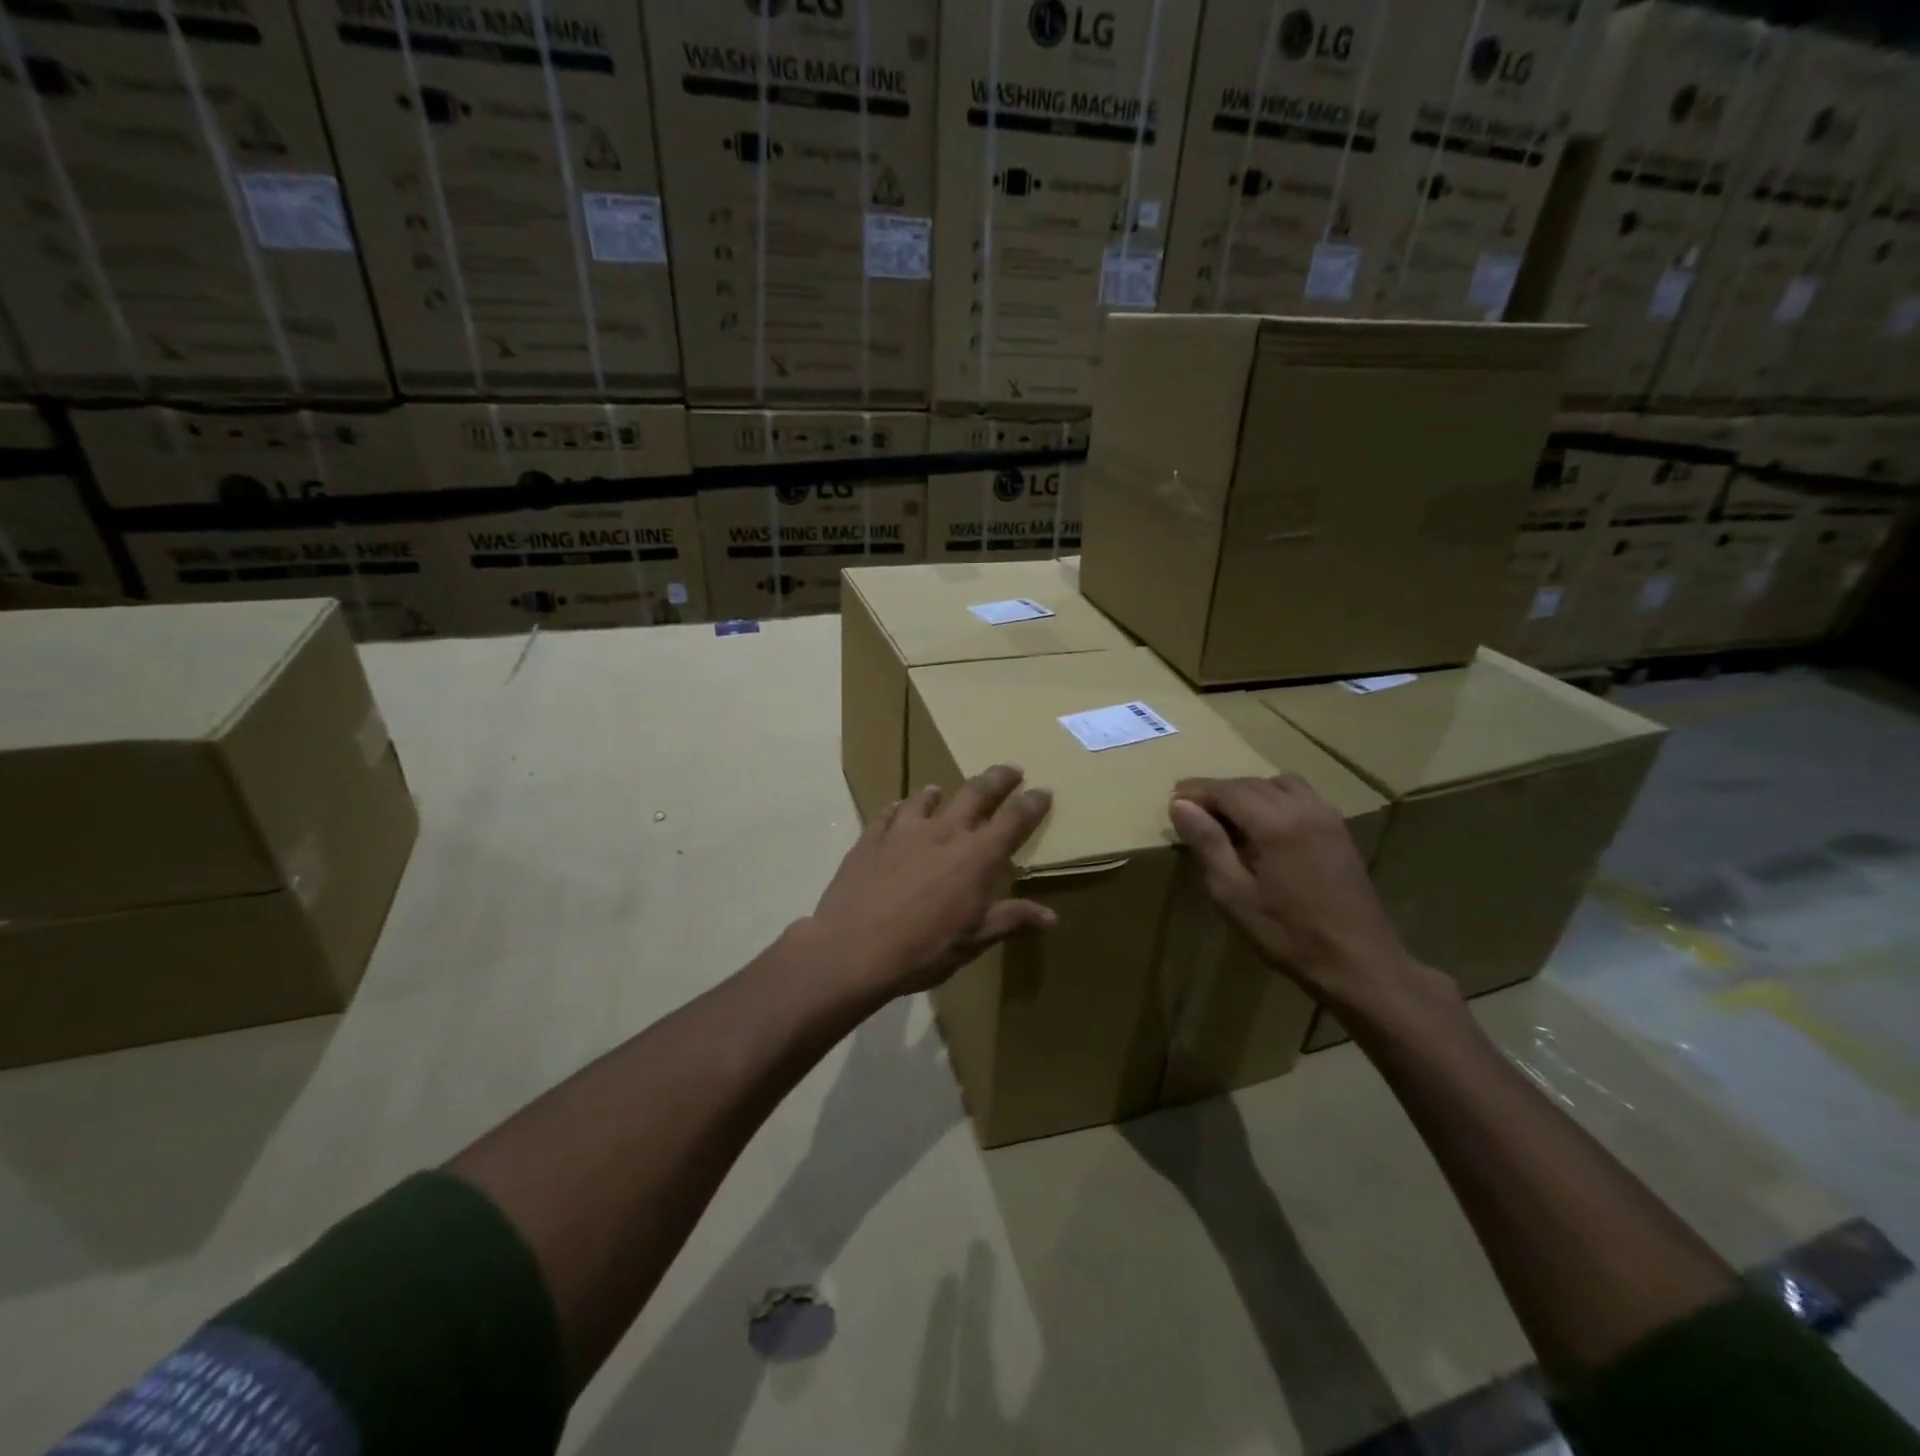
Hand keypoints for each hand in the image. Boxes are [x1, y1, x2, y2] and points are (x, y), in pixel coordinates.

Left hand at [808, 765, 1055, 997]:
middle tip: (1010, 769)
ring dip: (940, 793)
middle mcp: (944, 832)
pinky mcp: (871, 838)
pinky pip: (888, 813)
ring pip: (926, 798)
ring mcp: (904, 831)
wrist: (852, 948)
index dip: (1031, 803)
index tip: (1043, 790)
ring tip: (941, 790)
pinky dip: (898, 808)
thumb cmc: (922, 950)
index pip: (1013, 820)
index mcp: (976, 857)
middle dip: (997, 779)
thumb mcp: (973, 941)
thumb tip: (1050, 916)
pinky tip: (896, 810)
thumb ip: (1010, 920)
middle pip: (976, 793)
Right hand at [1169, 775, 1443, 1013]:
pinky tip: (1266, 826)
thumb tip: (1181, 806)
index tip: (1172, 798)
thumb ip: (1207, 844)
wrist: (1360, 963)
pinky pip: (1302, 797)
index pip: (1227, 790)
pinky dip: (1276, 798)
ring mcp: (1327, 817)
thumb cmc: (1288, 934)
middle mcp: (1302, 808)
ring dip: (1249, 791)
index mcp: (1274, 823)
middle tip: (1192, 810)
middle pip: (1252, 783)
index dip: (1196, 791)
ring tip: (1229, 817)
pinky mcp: (1340, 831)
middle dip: (1219, 791)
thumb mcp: (1233, 895)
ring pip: (1280, 784)